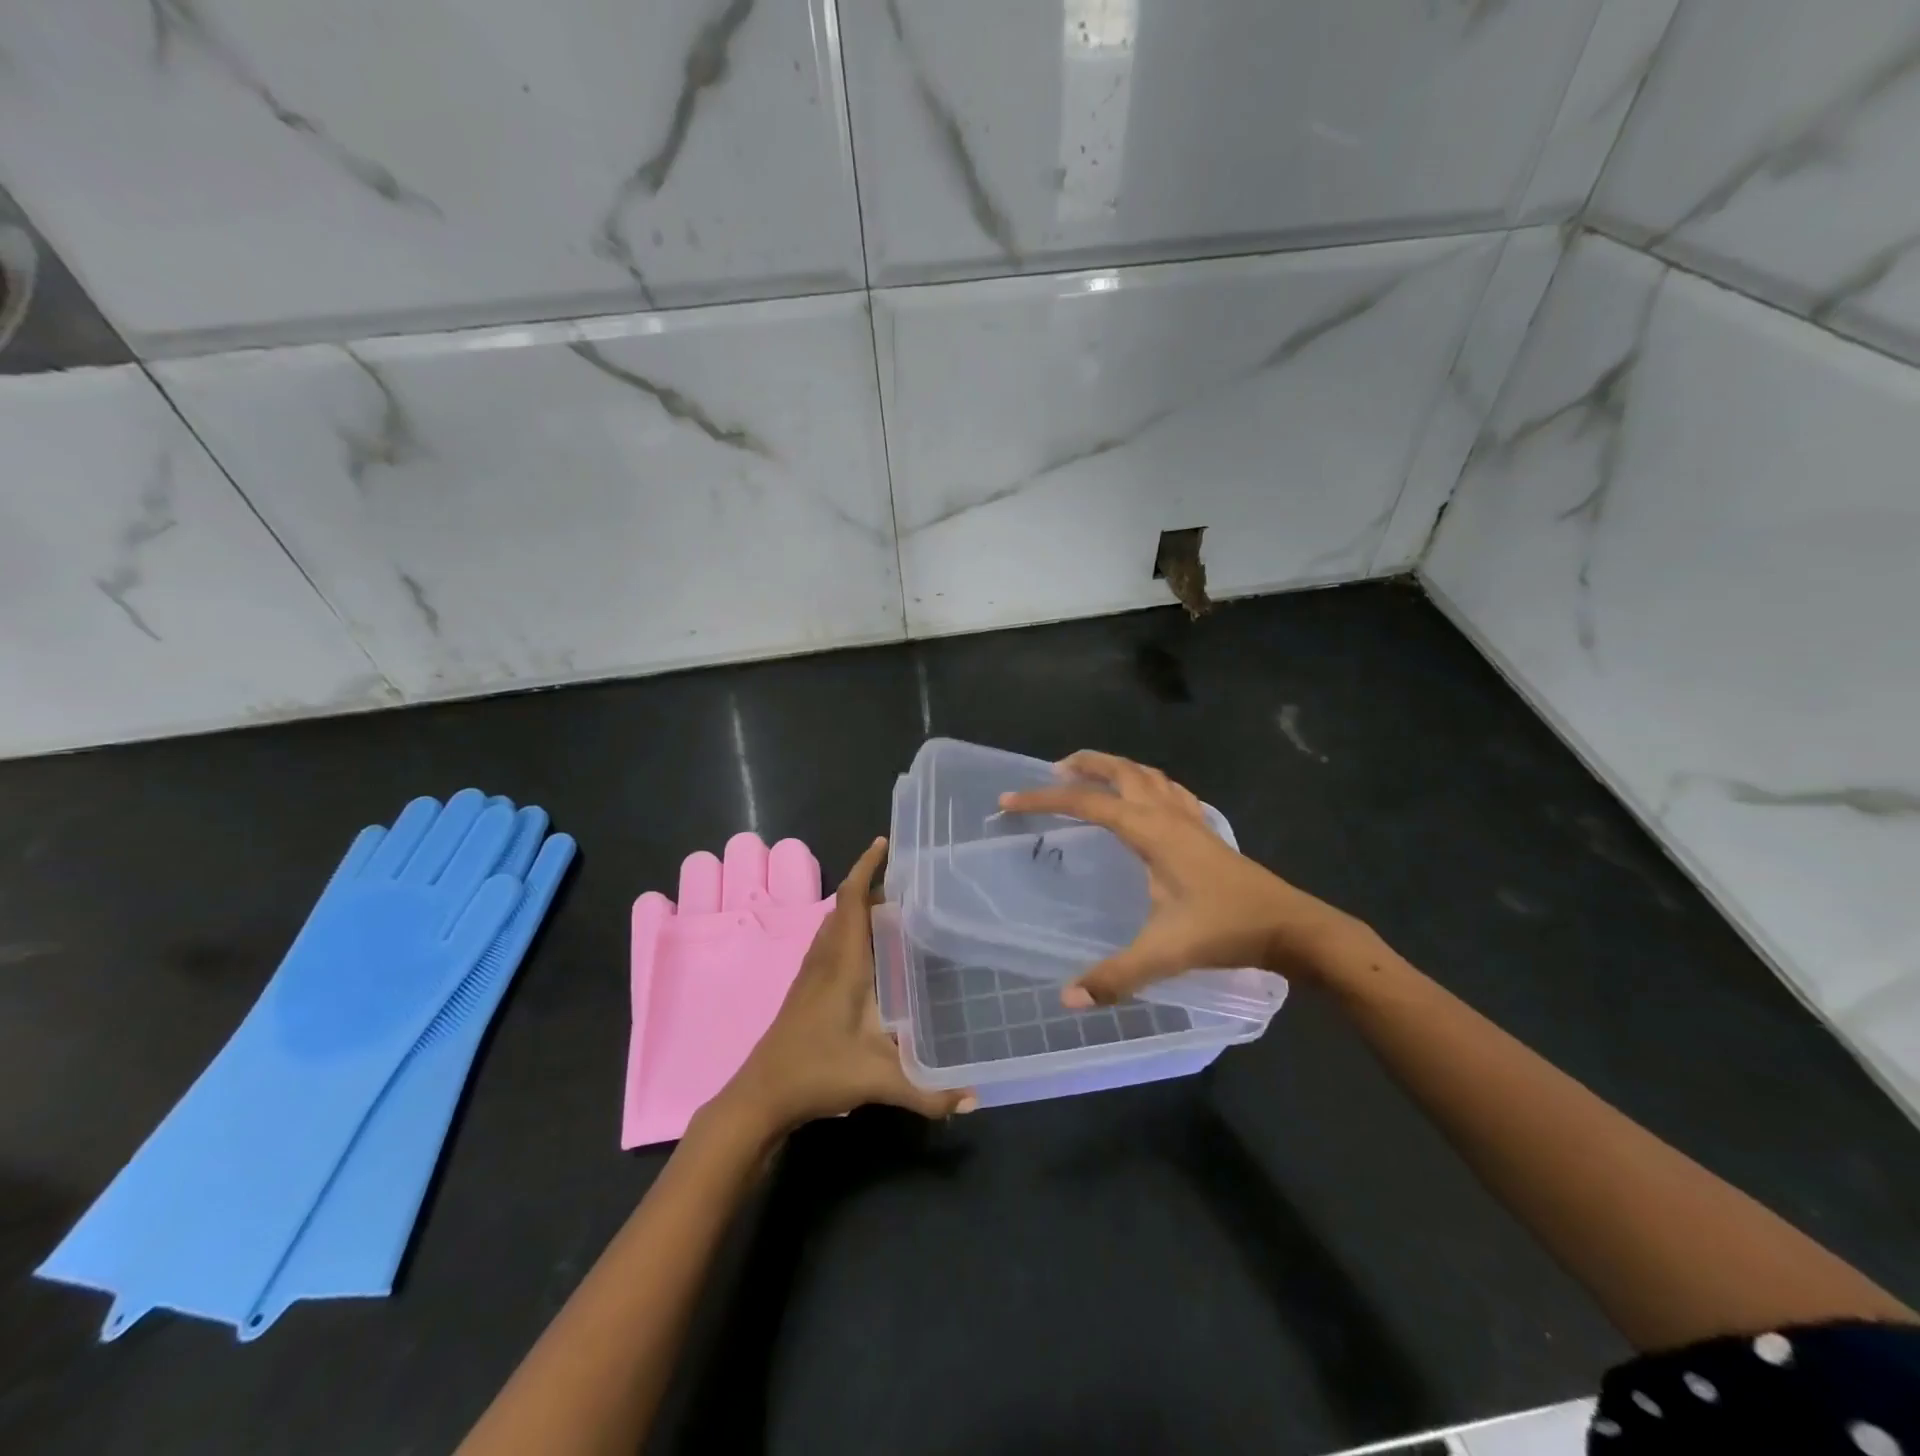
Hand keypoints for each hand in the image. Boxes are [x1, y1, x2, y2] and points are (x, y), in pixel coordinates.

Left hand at [714, 837, 974, 1135]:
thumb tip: (975, 1100)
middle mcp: (825, 959)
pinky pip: (829, 941)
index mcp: (843, 964)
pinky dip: (848, 928)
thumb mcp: (876, 1081)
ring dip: (857, 906)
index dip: (866, 868)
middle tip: (906, 877)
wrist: (759, 1096)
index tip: (884, 843)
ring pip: (834, 924)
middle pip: (844, 906)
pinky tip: (867, 950)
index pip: (852, 901)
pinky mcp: (805, 989)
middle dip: (870, 883)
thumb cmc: (816, 1073)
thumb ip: (927, 1091)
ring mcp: (810, 973)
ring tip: (892, 904)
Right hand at [999, 751, 1358, 1005]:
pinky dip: (1148, 783)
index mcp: (1150, 831)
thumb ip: (1116, 976)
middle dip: (1084, 764)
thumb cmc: (1226, 930)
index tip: (1010, 799)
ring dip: (1117, 768)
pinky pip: (1170, 791)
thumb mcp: (1165, 953)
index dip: (1044, 799)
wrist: (1292, 927)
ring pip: (1148, 775)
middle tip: (1053, 769)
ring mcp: (1192, 819)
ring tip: (1093, 776)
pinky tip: (1148, 800)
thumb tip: (1067, 997)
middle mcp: (1168, 814)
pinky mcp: (1207, 832)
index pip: (1087, 803)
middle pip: (1121, 770)